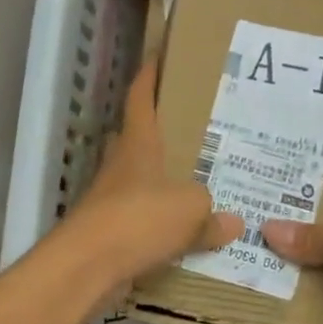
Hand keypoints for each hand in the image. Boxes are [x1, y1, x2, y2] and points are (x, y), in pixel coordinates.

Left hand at [65, 60, 242, 285]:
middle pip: (137, 138)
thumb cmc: (139, 219)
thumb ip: (212, 213)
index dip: (149, 77)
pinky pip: (140, 220)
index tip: (158, 58)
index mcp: (138, 144)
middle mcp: (120, 165)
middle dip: (159, 133)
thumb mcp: (190, 210)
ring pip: (139, 181)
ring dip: (161, 181)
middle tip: (194, 131)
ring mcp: (110, 198)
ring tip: (197, 184)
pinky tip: (183, 233)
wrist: (88, 265)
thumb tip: (234, 222)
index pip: (140, 99)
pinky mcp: (108, 231)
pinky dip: (159, 223)